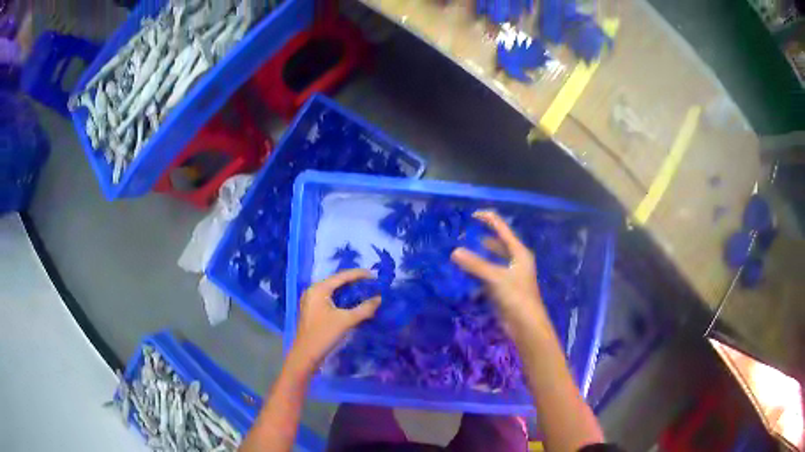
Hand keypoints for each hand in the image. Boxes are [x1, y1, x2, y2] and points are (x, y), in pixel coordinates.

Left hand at [289, 269, 380, 372]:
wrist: (306, 355)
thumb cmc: (324, 335)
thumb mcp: (346, 321)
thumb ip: (364, 309)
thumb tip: (379, 298)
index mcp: (318, 289)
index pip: (342, 276)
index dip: (359, 274)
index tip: (375, 276)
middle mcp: (313, 291)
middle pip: (337, 282)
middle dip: (355, 282)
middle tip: (372, 284)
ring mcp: (311, 300)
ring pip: (333, 291)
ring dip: (349, 291)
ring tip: (365, 292)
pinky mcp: (312, 310)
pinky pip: (329, 299)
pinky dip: (342, 299)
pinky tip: (352, 303)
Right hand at [451, 211, 545, 331]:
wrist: (526, 326)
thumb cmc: (516, 297)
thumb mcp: (495, 278)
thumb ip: (475, 265)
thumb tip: (454, 251)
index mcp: (519, 253)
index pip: (502, 229)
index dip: (488, 219)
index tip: (471, 215)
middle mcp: (515, 261)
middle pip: (497, 245)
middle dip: (481, 240)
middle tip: (462, 236)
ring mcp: (509, 276)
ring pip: (491, 262)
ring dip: (477, 259)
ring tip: (459, 254)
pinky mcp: (503, 290)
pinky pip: (487, 278)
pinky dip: (477, 277)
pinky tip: (465, 278)